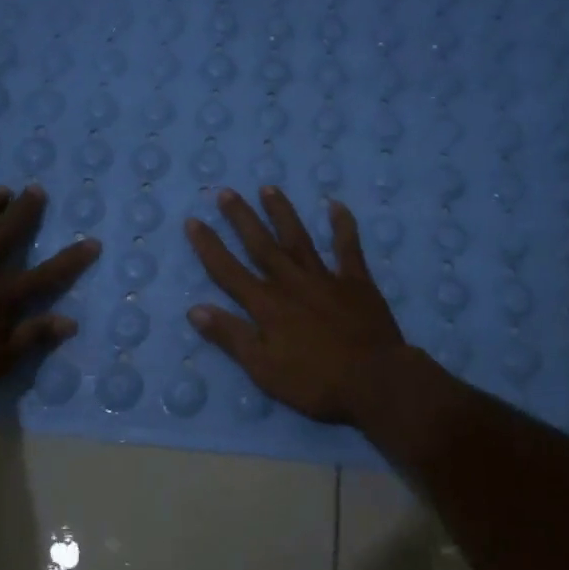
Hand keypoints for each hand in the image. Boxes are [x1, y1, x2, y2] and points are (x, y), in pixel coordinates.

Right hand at [184, 186, 411, 424]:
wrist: (375, 380)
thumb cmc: (315, 382)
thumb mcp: (263, 368)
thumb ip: (231, 336)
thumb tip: (195, 309)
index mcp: (267, 305)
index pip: (229, 271)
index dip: (209, 247)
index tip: (193, 221)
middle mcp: (291, 283)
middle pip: (261, 245)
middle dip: (241, 219)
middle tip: (225, 192)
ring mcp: (325, 279)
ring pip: (298, 239)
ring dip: (281, 213)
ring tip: (268, 188)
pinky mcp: (356, 282)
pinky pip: (348, 248)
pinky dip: (342, 226)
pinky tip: (335, 205)